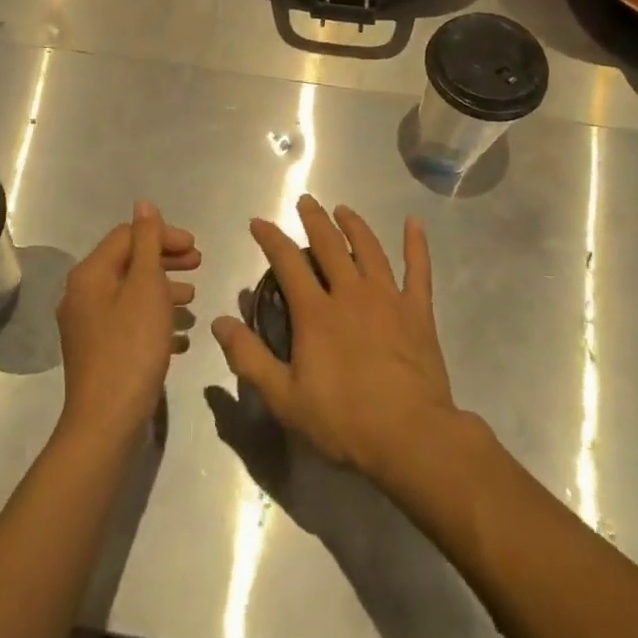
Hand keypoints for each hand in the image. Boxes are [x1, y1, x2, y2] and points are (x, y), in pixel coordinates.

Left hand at [57, 201, 198, 443]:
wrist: (107, 421)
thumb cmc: (132, 347)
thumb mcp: (146, 287)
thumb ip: (148, 242)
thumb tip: (144, 203)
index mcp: (90, 274)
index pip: (127, 236)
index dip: (163, 235)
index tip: (196, 249)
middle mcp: (82, 295)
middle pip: (128, 263)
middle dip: (165, 260)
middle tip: (199, 265)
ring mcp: (87, 326)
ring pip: (130, 294)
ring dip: (163, 290)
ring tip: (192, 300)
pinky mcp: (97, 352)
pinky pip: (129, 323)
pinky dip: (154, 320)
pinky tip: (180, 336)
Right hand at [211, 195, 458, 484]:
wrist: (411, 436)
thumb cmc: (344, 421)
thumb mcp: (284, 398)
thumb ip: (249, 358)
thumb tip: (219, 322)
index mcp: (316, 312)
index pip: (287, 262)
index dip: (271, 239)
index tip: (259, 222)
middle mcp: (350, 294)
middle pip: (329, 245)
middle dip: (313, 220)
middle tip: (305, 201)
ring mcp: (388, 299)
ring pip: (369, 249)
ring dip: (354, 225)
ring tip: (343, 210)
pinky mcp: (418, 312)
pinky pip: (418, 270)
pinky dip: (416, 245)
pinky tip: (414, 223)